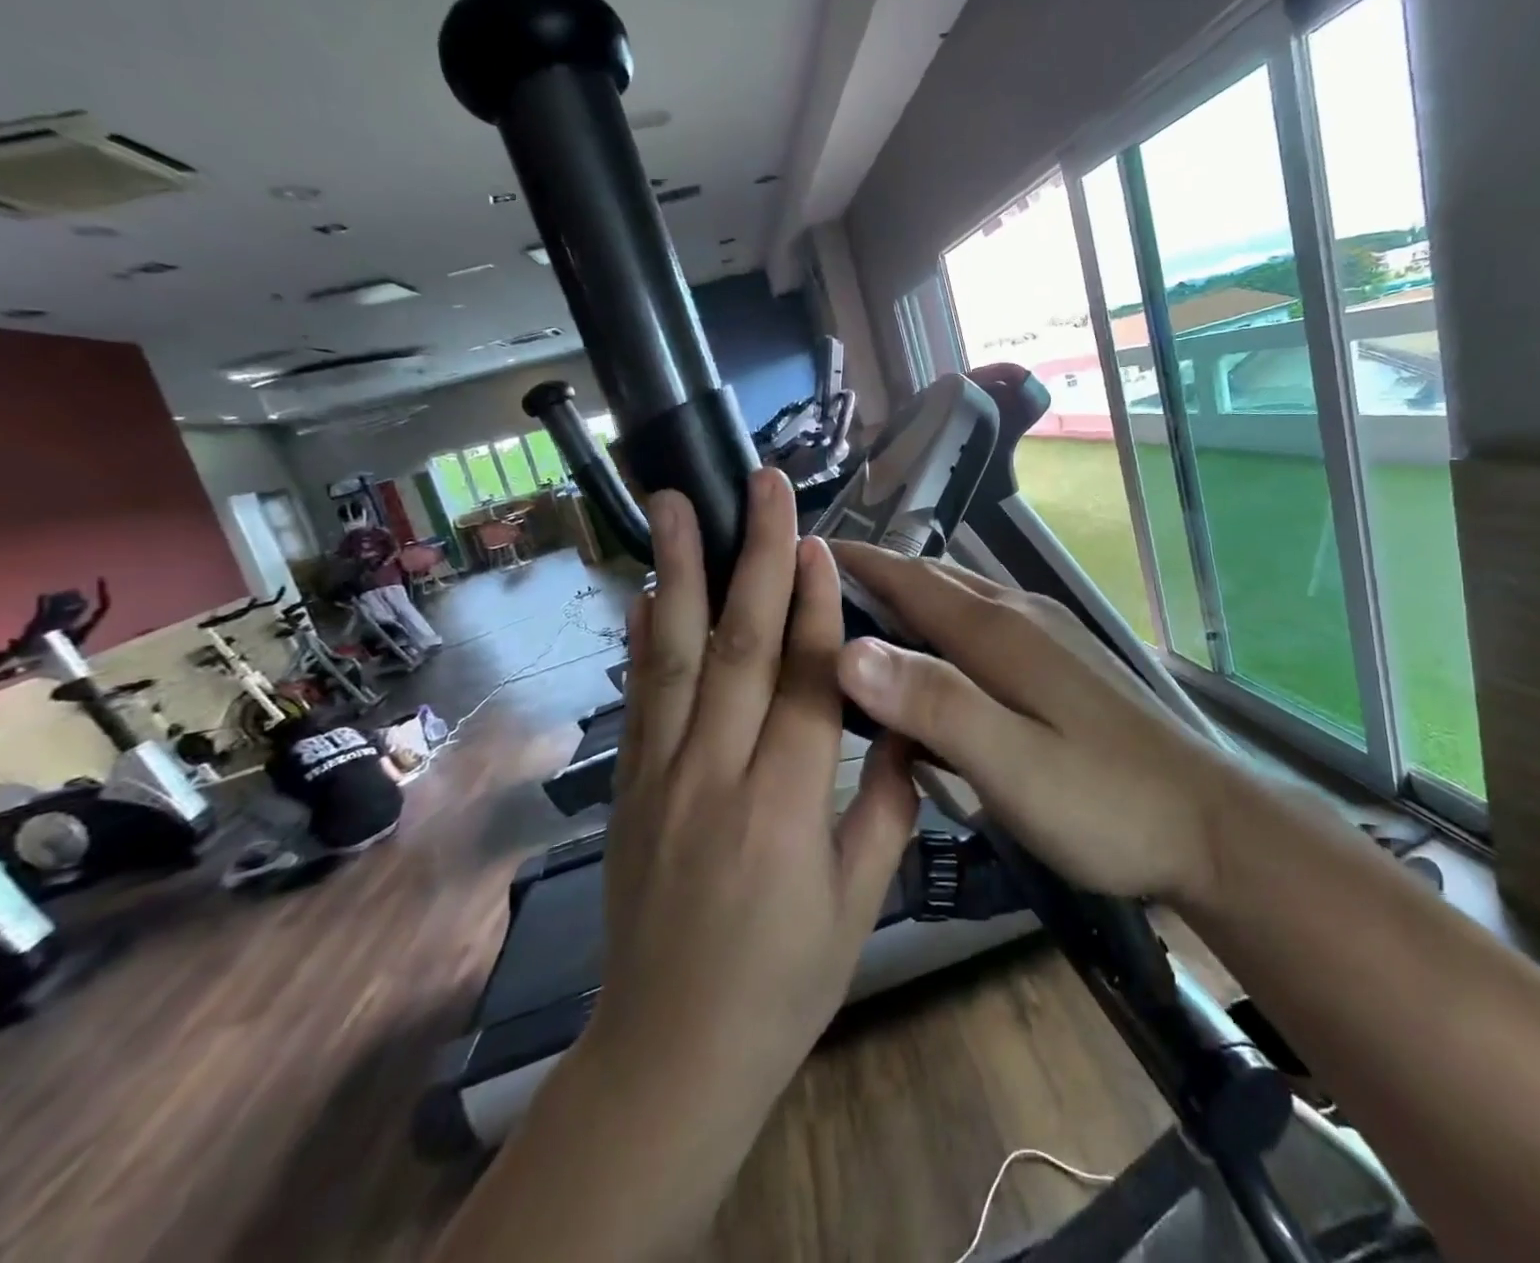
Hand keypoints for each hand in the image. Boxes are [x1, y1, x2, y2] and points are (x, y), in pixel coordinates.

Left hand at [592, 469, 918, 1098]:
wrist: (672, 1054)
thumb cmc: (784, 981)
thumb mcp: (860, 900)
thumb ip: (886, 801)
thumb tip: (908, 719)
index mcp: (784, 808)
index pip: (804, 681)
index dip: (814, 604)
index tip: (819, 540)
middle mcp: (715, 776)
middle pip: (738, 646)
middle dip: (753, 555)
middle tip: (761, 486)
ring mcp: (661, 777)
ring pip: (673, 656)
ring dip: (678, 572)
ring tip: (673, 503)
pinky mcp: (630, 789)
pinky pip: (640, 699)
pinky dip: (644, 637)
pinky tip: (648, 590)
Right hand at [832, 543, 1236, 906]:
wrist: (1211, 825)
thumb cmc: (1106, 803)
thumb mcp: (1011, 765)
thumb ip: (933, 705)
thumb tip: (848, 650)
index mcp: (999, 634)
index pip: (911, 579)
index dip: (857, 562)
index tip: (803, 550)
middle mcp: (1022, 617)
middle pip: (937, 581)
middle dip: (879, 575)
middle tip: (820, 588)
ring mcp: (1051, 637)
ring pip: (965, 600)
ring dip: (914, 599)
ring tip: (867, 618)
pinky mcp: (1068, 662)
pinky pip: (990, 626)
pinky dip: (948, 627)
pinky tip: (942, 660)